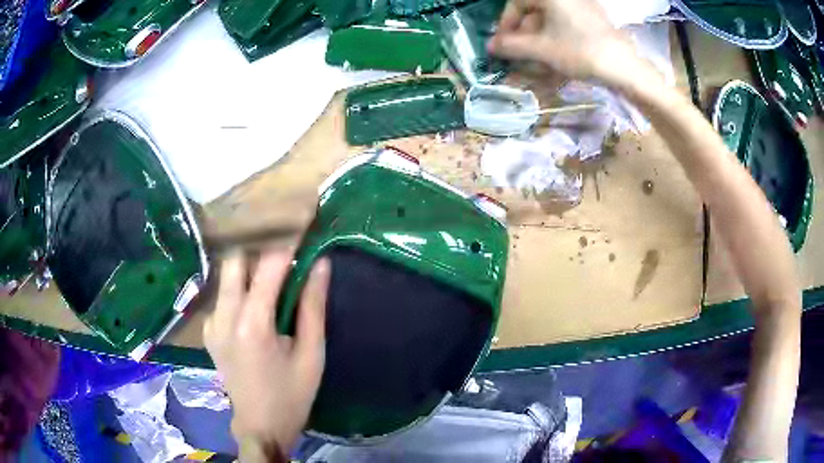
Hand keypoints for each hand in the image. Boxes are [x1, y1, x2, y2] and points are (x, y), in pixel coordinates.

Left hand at [204, 250, 330, 459]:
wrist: (259, 425)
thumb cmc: (292, 395)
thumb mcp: (312, 354)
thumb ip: (313, 306)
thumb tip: (320, 264)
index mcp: (252, 325)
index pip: (267, 267)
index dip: (287, 243)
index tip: (303, 225)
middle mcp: (224, 317)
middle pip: (235, 261)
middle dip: (260, 250)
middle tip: (286, 252)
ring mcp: (212, 324)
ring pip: (227, 277)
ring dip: (250, 268)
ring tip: (275, 274)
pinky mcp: (209, 331)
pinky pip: (224, 296)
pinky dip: (241, 288)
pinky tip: (257, 303)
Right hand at [488, 0, 637, 83]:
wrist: (626, 68)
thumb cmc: (581, 52)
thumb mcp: (542, 49)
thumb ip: (512, 46)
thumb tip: (490, 46)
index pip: (517, 2)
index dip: (506, 23)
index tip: (504, 43)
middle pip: (534, 12)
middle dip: (524, 35)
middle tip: (520, 57)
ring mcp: (582, 8)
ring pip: (550, 21)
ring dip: (539, 42)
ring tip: (538, 64)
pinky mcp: (594, 21)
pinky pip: (566, 27)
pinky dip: (557, 41)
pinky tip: (556, 60)